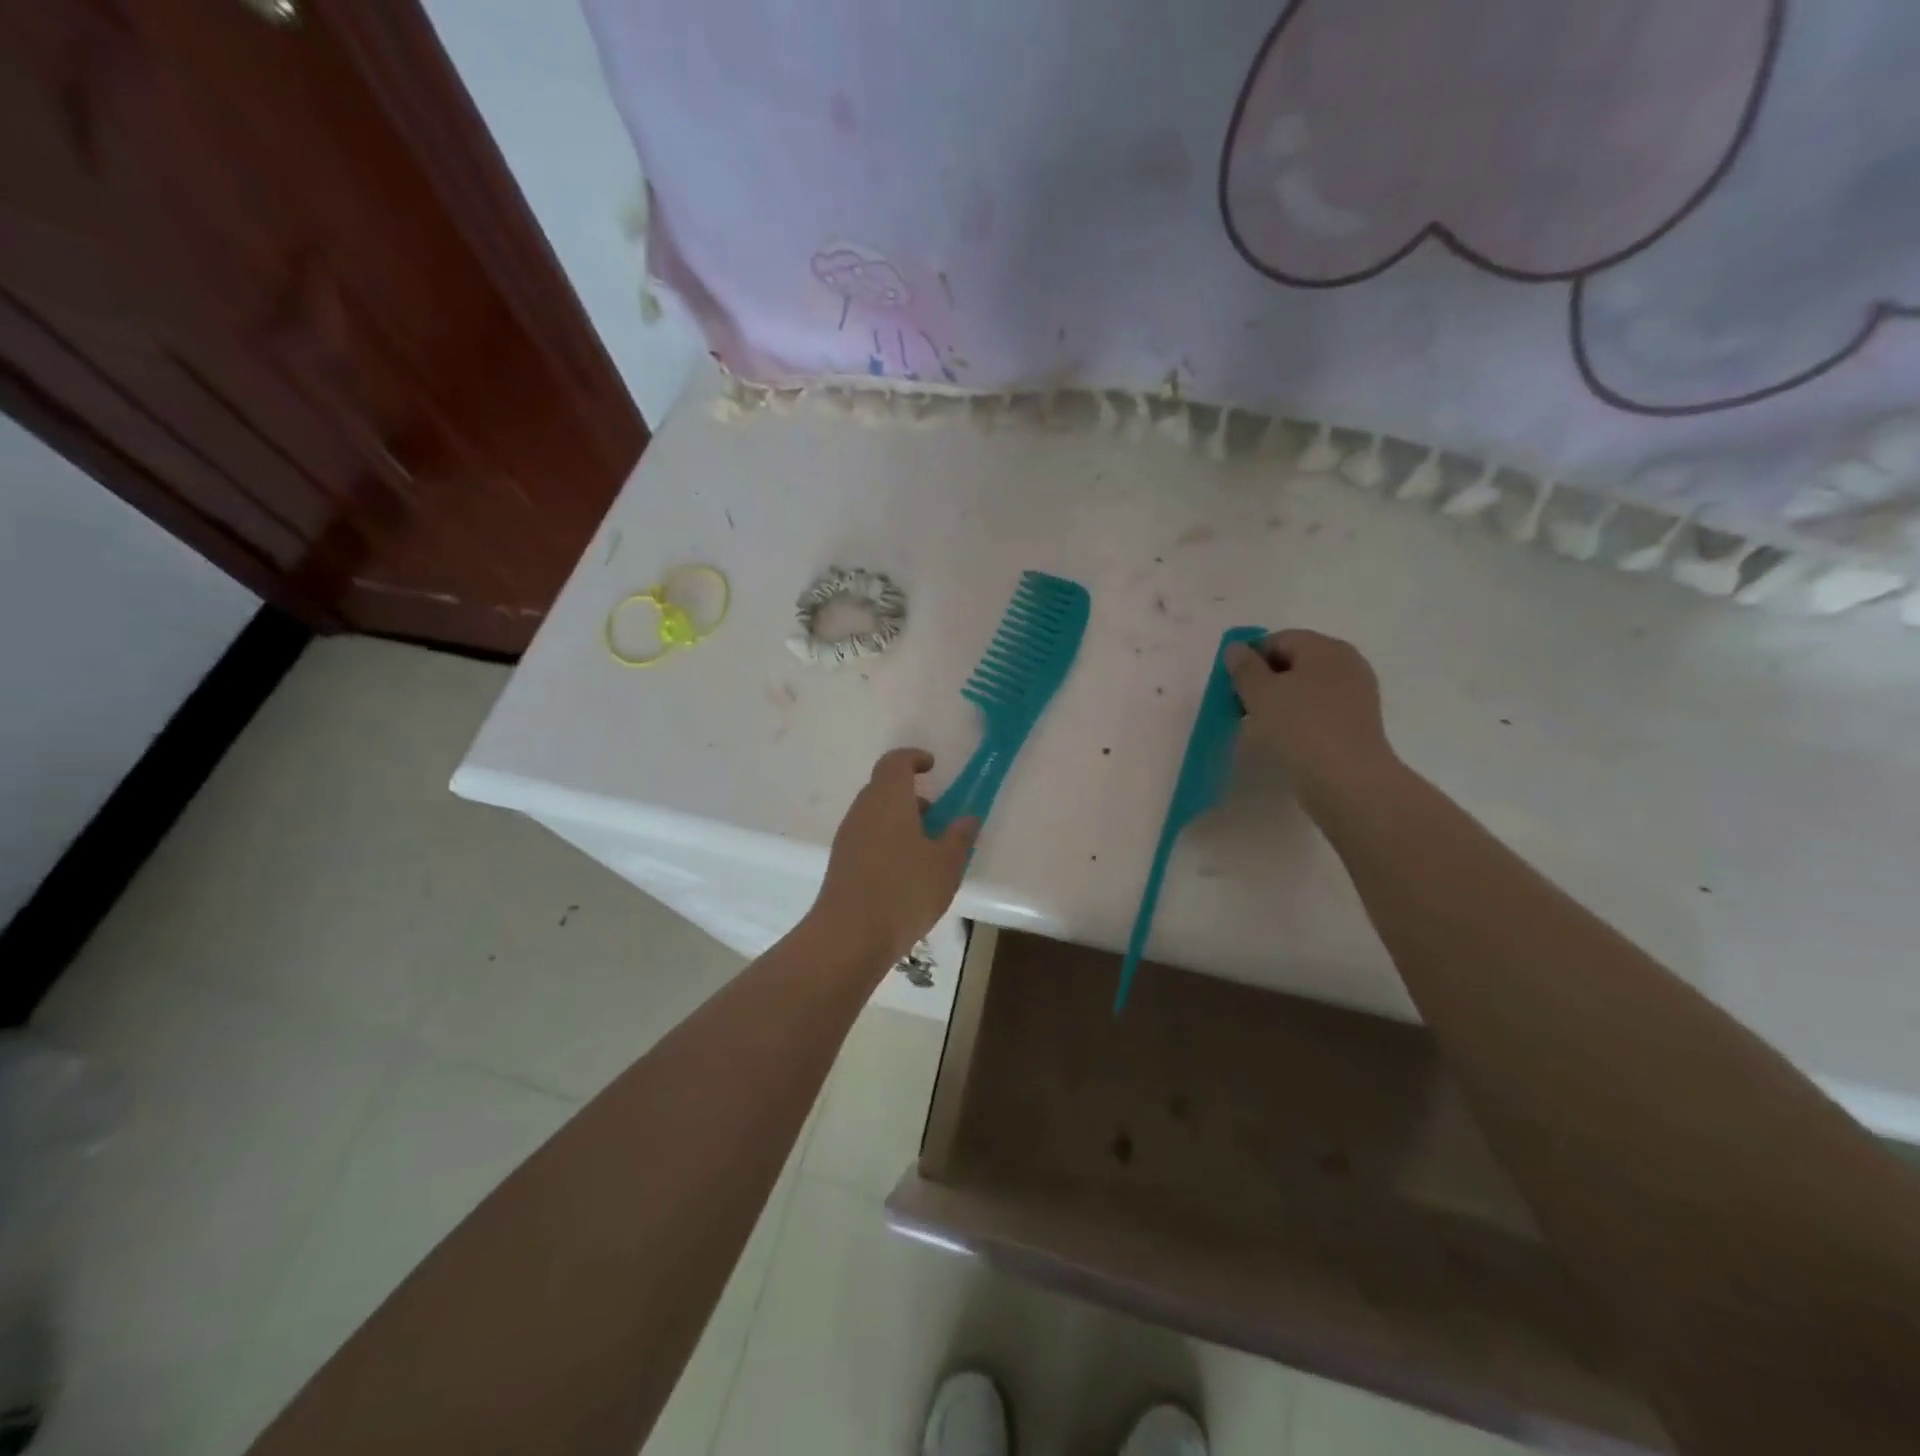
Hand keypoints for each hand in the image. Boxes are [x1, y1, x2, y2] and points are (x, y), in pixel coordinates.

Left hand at [811, 749, 979, 964]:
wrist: (849, 936)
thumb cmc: (904, 891)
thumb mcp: (946, 864)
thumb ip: (959, 836)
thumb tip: (967, 818)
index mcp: (888, 799)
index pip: (895, 762)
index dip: (914, 758)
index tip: (932, 767)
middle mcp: (863, 810)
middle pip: (884, 788)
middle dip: (911, 795)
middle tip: (937, 815)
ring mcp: (848, 837)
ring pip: (875, 815)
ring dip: (900, 821)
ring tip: (927, 850)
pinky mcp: (841, 862)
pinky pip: (868, 838)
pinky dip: (887, 841)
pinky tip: (906, 873)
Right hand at [1225, 630, 1397, 808]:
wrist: (1348, 780)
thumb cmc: (1300, 727)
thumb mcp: (1260, 693)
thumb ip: (1244, 667)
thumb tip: (1236, 648)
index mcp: (1325, 648)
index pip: (1278, 639)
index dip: (1250, 659)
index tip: (1232, 687)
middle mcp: (1346, 663)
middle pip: (1295, 662)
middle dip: (1265, 680)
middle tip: (1243, 707)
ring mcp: (1356, 694)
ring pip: (1307, 688)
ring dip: (1280, 701)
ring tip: (1261, 726)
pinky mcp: (1357, 723)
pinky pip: (1319, 710)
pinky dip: (1299, 718)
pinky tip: (1285, 739)